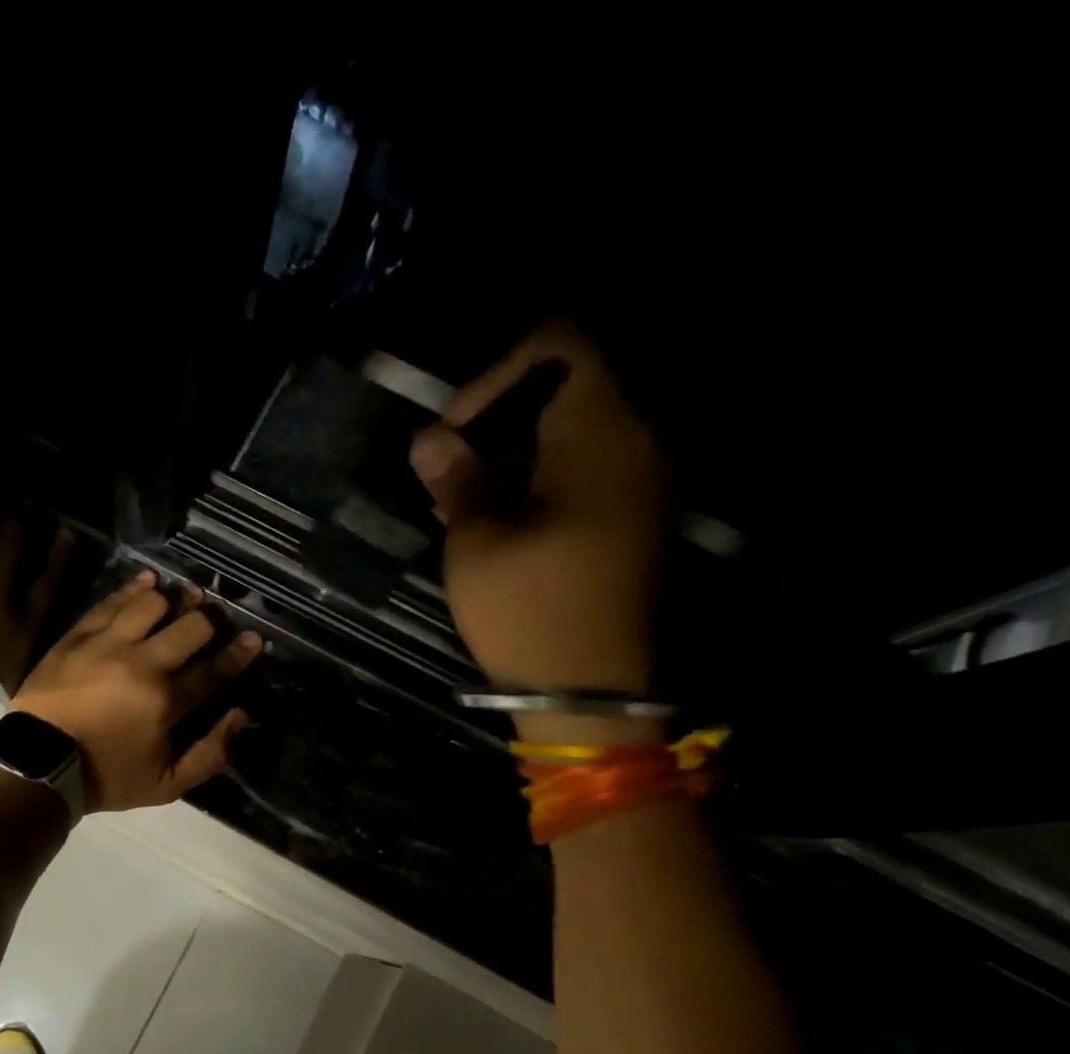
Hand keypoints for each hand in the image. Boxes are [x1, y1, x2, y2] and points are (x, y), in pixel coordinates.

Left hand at [9, 571, 262, 811]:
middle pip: (190, 626)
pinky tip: (148, 581)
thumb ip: (210, 755)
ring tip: (183, 596)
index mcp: (168, 701)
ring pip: (151, 604)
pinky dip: (133, 589)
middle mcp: (143, 663)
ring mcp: (107, 644)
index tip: (255, 638)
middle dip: (211, 619)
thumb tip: (239, 716)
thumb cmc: (107, 777)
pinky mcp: (78, 636)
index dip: (240, 653)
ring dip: (174, 599)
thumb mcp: (166, 786)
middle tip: (216, 617)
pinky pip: (111, 603)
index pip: (215, 669)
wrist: (39, 766)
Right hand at [410, 323, 665, 736]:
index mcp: (601, 436)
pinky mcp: (630, 518)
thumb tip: (430, 438)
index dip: (496, 374)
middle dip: (496, 418)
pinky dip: (537, 478)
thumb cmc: (528, 610)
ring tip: (462, 501)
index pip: (560, 348)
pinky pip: (584, 469)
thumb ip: (457, 480)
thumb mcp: (477, 543)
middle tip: (449, 469)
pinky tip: (496, 521)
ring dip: (511, 452)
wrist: (590, 689)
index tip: (454, 430)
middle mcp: (635, 444)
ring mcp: (639, 483)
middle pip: (566, 388)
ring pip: (572, 432)